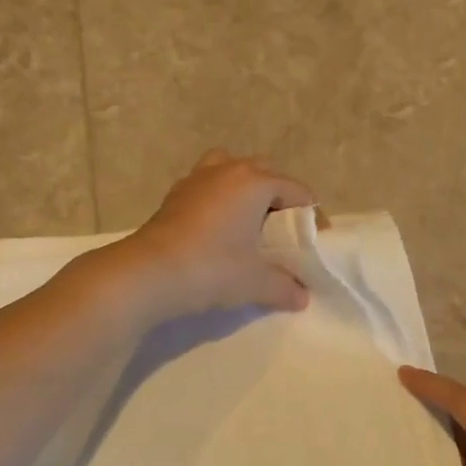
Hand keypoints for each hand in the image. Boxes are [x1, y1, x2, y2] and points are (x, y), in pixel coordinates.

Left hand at [108, 151, 315, 322]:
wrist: (149, 273)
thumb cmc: (212, 268)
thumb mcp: (256, 282)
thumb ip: (284, 286)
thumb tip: (301, 296)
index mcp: (255, 182)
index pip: (297, 191)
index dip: (312, 216)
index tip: (315, 243)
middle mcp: (228, 170)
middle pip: (265, 172)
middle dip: (280, 196)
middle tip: (283, 230)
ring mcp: (197, 178)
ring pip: (231, 169)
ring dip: (245, 188)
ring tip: (249, 219)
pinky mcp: (175, 194)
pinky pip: (208, 185)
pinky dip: (219, 198)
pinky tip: (218, 227)